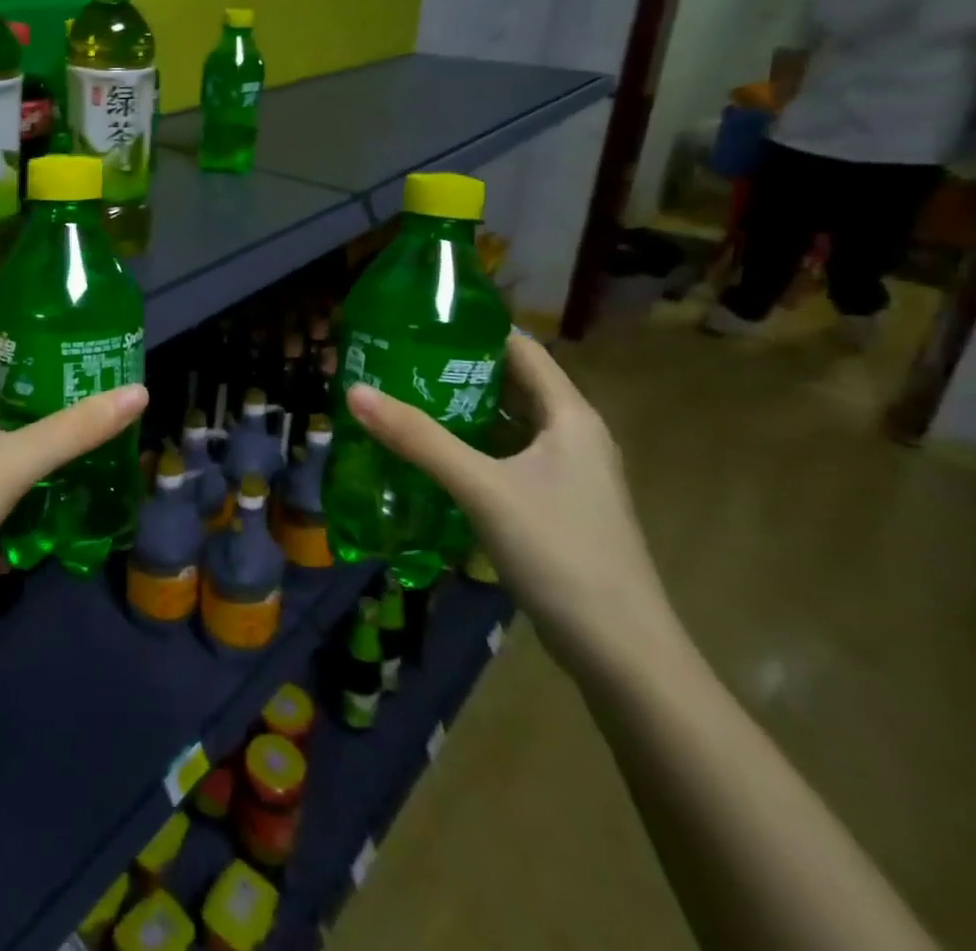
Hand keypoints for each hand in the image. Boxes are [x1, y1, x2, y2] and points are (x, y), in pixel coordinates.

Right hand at [345, 332, 675, 676]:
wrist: (621, 653)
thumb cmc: (559, 551)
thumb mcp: (481, 487)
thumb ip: (418, 438)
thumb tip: (355, 391)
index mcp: (569, 416)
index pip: (521, 349)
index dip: (474, 331)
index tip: (419, 323)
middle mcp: (572, 436)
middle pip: (510, 385)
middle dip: (456, 372)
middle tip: (397, 362)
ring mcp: (566, 475)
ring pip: (506, 426)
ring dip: (461, 413)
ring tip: (402, 401)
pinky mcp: (555, 508)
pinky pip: (506, 461)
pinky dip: (471, 450)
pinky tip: (430, 457)